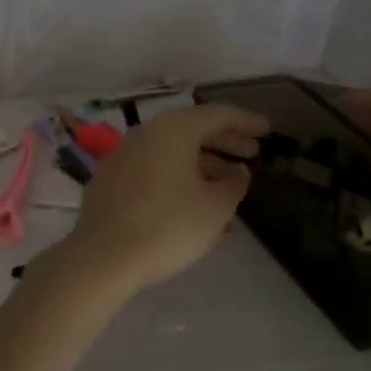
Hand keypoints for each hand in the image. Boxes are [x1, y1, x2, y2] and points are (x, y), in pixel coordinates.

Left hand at [58, 103, 269, 299]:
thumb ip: (234, 184)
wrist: (103, 256)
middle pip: (193, 131)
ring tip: (231, 194)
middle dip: (225, 143)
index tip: (267, 130)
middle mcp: (147, 134)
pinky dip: (179, 184)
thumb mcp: (215, 207)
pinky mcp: (111, 183)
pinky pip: (155, 174)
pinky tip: (196, 213)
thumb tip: (237, 171)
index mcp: (174, 129)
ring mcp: (124, 157)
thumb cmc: (168, 225)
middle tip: (252, 155)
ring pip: (173, 155)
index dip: (246, 121)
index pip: (217, 115)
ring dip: (204, 170)